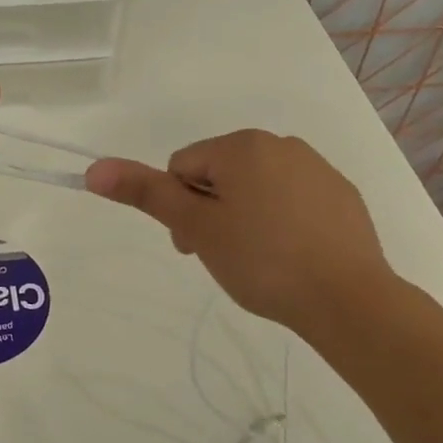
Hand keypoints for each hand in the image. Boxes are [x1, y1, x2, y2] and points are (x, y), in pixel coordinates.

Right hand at [85, 130, 399, 337]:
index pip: (182, 167)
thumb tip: (94, 168)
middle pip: (219, 174)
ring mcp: (316, 168)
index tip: (195, 246)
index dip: (179, 209)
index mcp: (241, 146)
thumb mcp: (197, 227)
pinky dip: (281, 221)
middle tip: (222, 257)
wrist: (348, 299)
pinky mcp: (341, 195)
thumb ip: (145, 193)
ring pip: (256, 187)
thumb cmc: (262, 260)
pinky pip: (292, 200)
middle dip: (209, 211)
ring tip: (258, 262)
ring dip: (243, 216)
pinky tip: (291, 257)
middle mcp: (280, 144)